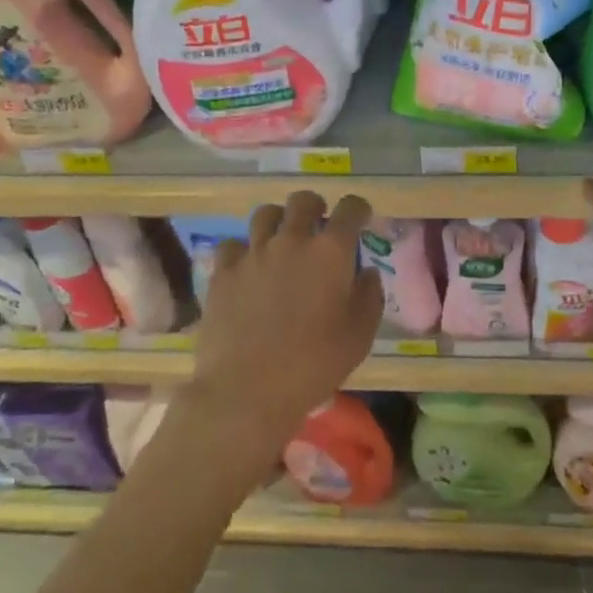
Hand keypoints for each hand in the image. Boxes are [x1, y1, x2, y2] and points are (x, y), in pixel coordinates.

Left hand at [181, 191, 380, 470]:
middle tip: (318, 223)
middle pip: (303, 201)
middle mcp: (292, 240)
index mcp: (330, 252)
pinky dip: (243, 250)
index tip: (360, 217)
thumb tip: (367, 273)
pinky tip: (247, 267)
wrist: (247, 391)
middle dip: (315, 206)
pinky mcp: (223, 271)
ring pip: (265, 214)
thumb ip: (369, 297)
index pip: (350, 209)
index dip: (358, 208)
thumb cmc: (314, 365)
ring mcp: (253, 253)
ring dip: (278, 221)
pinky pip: (232, 244)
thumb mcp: (359, 336)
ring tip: (280, 239)